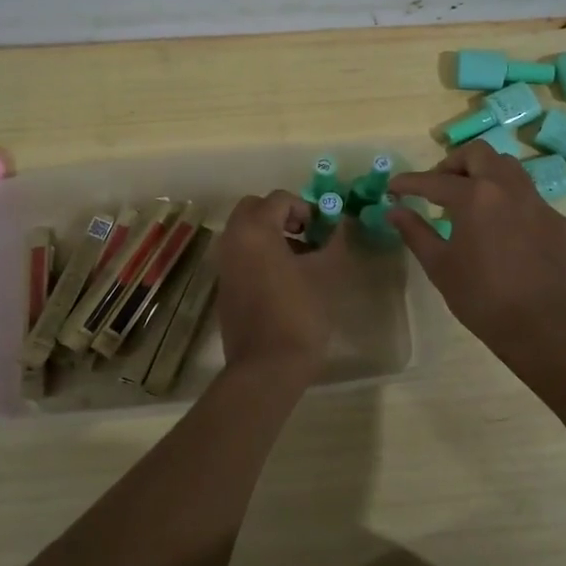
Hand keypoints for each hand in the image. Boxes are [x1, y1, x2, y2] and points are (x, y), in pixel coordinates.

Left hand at [213, 190, 338, 370]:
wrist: (266, 366)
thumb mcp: (325, 274)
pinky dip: (258, 253)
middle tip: (306, 234)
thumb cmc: (299, 314)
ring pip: (244, 231)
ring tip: (299, 258)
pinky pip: (240, 254)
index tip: (323, 229)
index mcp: (255, 230)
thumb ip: (334, 242)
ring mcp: (224, 264)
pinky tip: (283, 278)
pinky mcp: (224, 285)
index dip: (305, 208)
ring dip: (269, 233)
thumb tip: (341, 224)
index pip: (279, 199)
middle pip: (253, 208)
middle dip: (280, 214)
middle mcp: (232, 240)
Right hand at [388, 141, 565, 365]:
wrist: (546, 328)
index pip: (434, 180)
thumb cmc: (483, 299)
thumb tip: (395, 211)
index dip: (409, 182)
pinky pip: (528, 197)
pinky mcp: (558, 222)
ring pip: (509, 168)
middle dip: (453, 164)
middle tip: (439, 188)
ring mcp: (538, 203)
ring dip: (484, 174)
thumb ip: (415, 232)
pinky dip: (508, 201)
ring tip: (470, 201)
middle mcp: (508, 188)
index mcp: (475, 197)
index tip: (393, 188)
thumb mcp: (440, 266)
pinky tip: (502, 230)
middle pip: (478, 154)